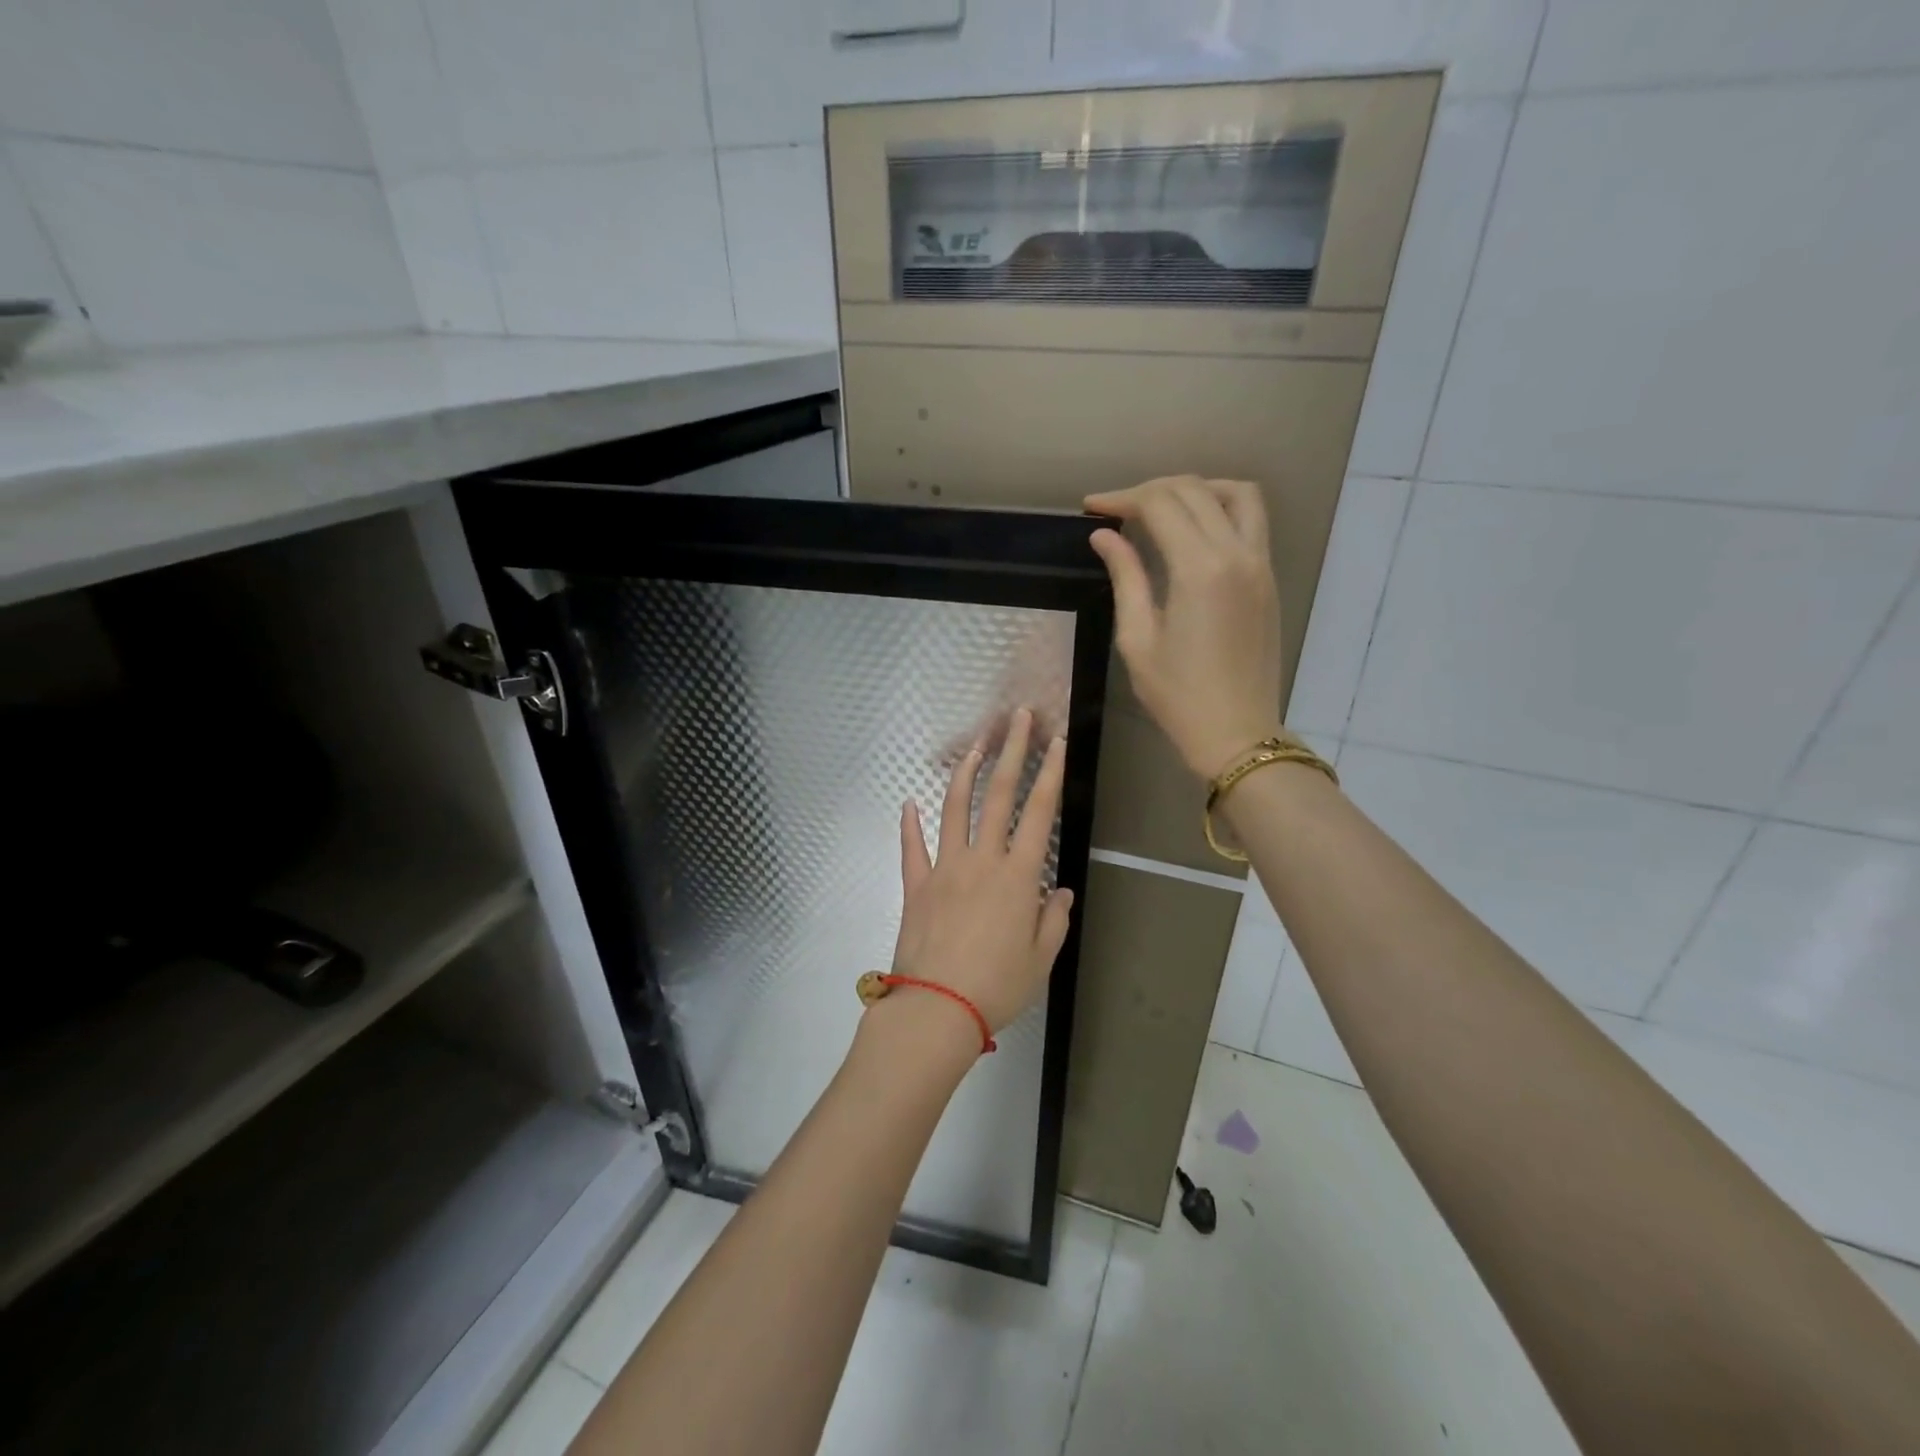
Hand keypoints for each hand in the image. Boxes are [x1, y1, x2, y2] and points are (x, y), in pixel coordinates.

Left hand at [892, 707, 1074, 1035]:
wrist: (937, 1008)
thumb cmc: (998, 986)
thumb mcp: (1041, 958)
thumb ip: (1053, 919)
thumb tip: (1061, 891)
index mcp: (1018, 876)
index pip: (1039, 812)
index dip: (1050, 773)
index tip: (1057, 742)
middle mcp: (982, 860)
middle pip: (998, 794)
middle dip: (1012, 751)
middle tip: (1018, 717)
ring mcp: (945, 868)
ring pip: (955, 808)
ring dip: (966, 772)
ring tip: (976, 744)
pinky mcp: (916, 884)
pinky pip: (912, 847)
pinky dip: (909, 823)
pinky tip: (908, 803)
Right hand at [1085, 476, 1284, 780]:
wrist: (1237, 733)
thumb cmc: (1177, 695)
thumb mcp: (1138, 639)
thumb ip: (1125, 578)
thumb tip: (1104, 537)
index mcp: (1200, 570)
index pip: (1160, 505)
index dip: (1122, 499)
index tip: (1092, 508)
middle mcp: (1237, 554)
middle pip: (1194, 491)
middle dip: (1150, 490)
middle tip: (1116, 509)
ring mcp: (1260, 564)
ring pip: (1236, 494)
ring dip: (1196, 489)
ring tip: (1161, 506)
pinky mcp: (1268, 578)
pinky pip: (1251, 520)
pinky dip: (1221, 507)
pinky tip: (1192, 529)